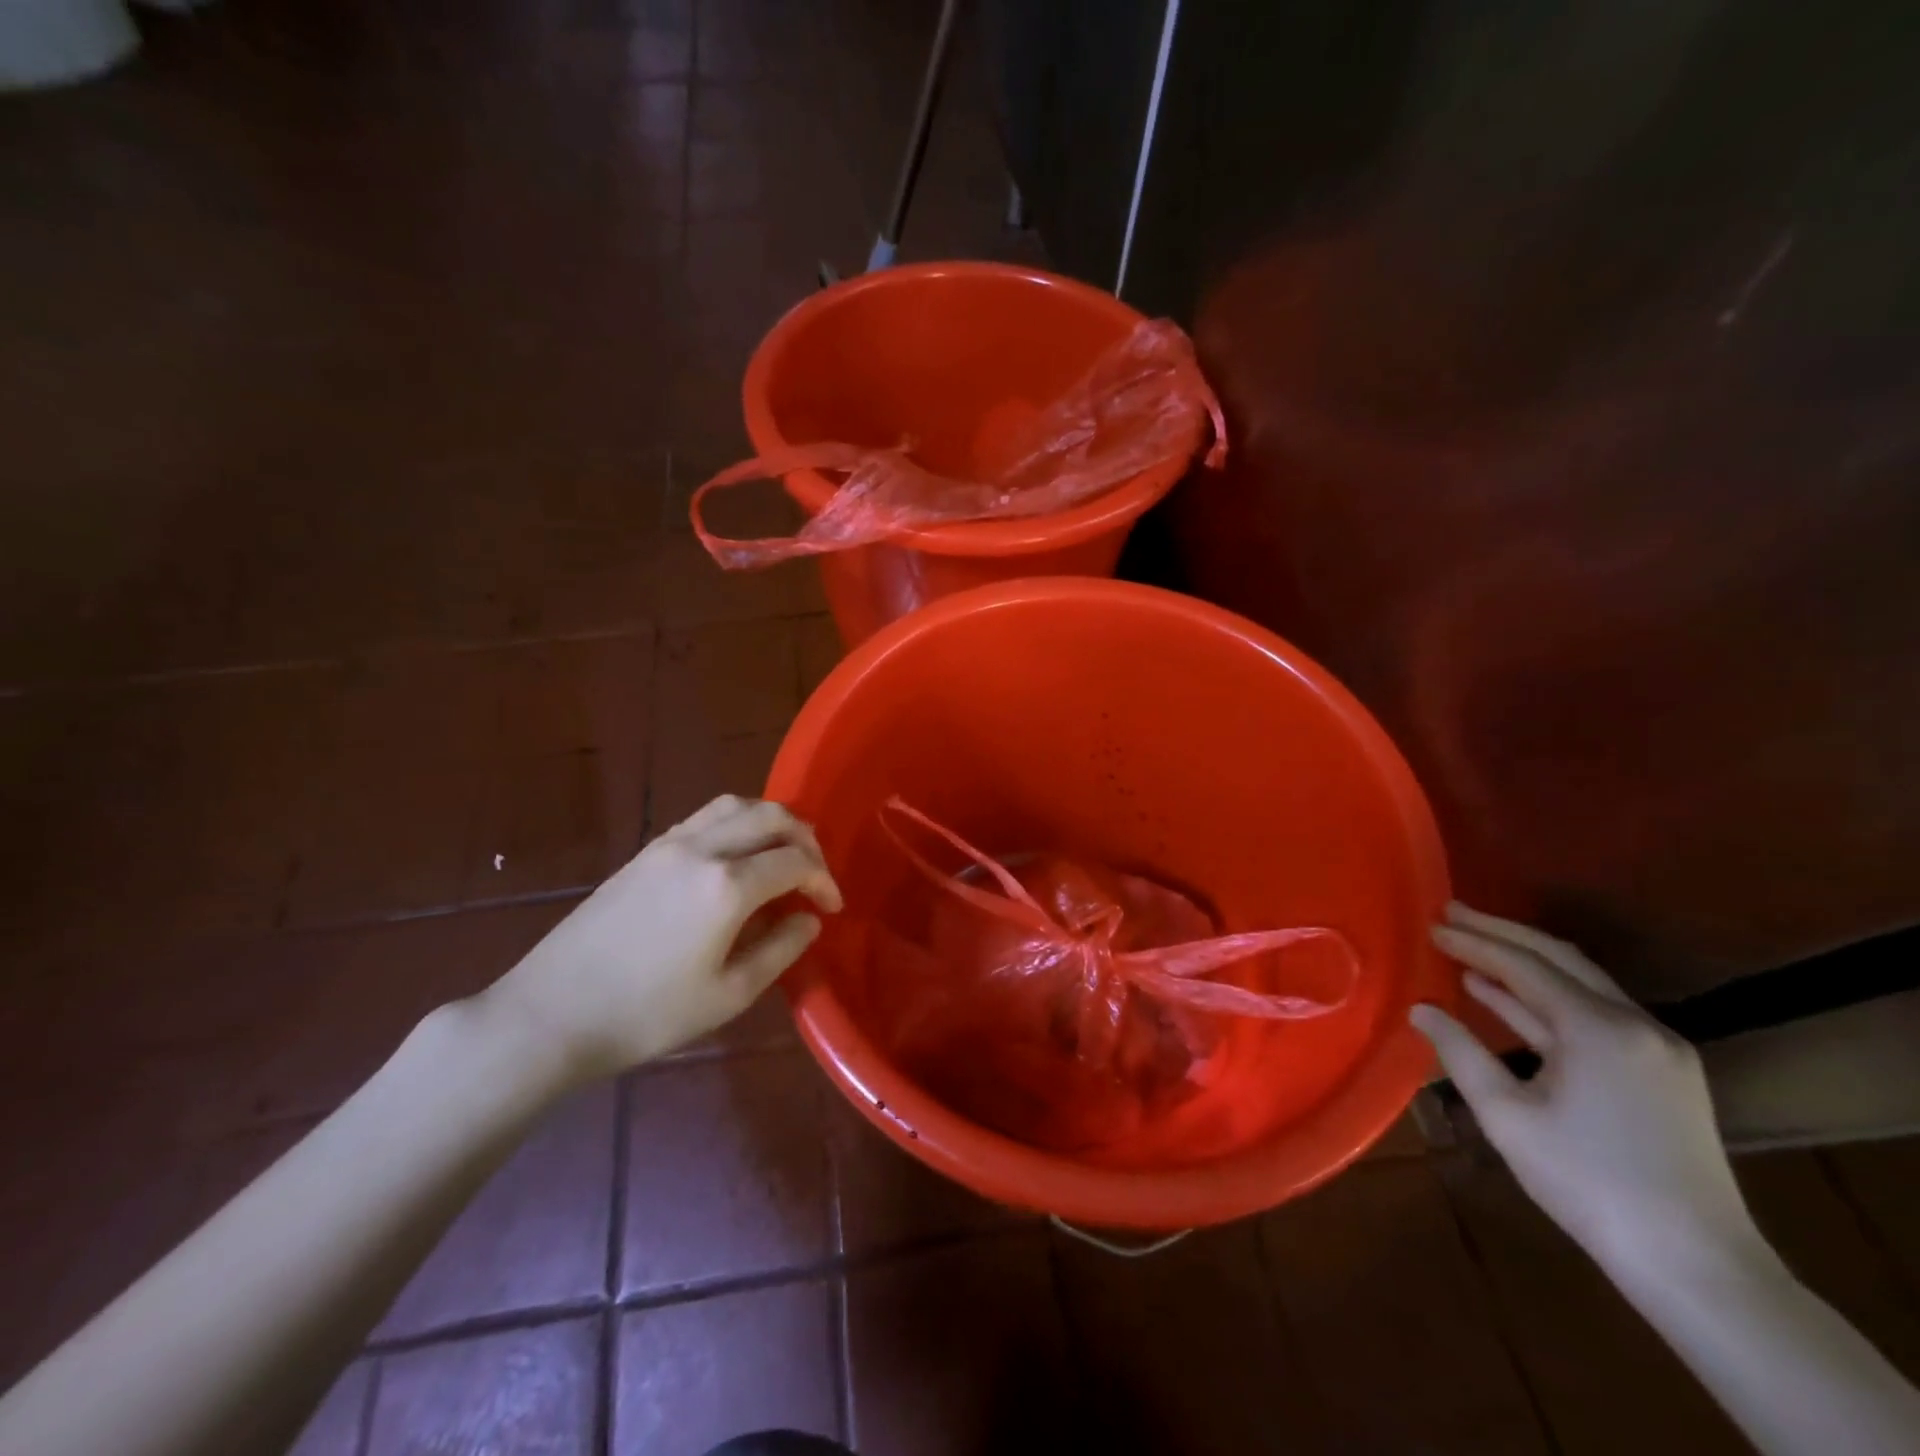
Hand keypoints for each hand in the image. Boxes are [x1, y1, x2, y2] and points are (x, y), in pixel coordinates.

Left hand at [484, 796, 842, 1082]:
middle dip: (806, 839)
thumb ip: (780, 949)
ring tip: (782, 853)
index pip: (797, 862)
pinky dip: (737, 821)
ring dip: (771, 821)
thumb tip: (809, 919)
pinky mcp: (646, 851)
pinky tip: (737, 855)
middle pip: (772, 816)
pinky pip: (705, 816)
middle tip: (815, 874)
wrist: (551, 1013)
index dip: (824, 880)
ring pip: (737, 805)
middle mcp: (703, 849)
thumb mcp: (729, 995)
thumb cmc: (647, 1015)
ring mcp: (670, 844)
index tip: (832, 907)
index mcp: (728, 885)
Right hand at [1411, 903, 1758, 1276]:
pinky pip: (1597, 1014)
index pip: (1525, 966)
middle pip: (1560, 959)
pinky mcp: (1664, 1073)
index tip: (1432, 924)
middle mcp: (1636, 1024)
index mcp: (1599, 1029)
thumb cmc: (1588, 1183)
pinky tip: (1510, 998)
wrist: (1696, 1265)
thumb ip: (1460, 1052)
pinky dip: (1549, 999)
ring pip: (1582, 983)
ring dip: (1525, 963)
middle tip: (1452, 912)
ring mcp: (1657, 1048)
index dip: (1474, 942)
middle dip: (1502, 933)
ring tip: (1473, 947)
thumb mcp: (1507, 1116)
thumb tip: (1421, 1008)